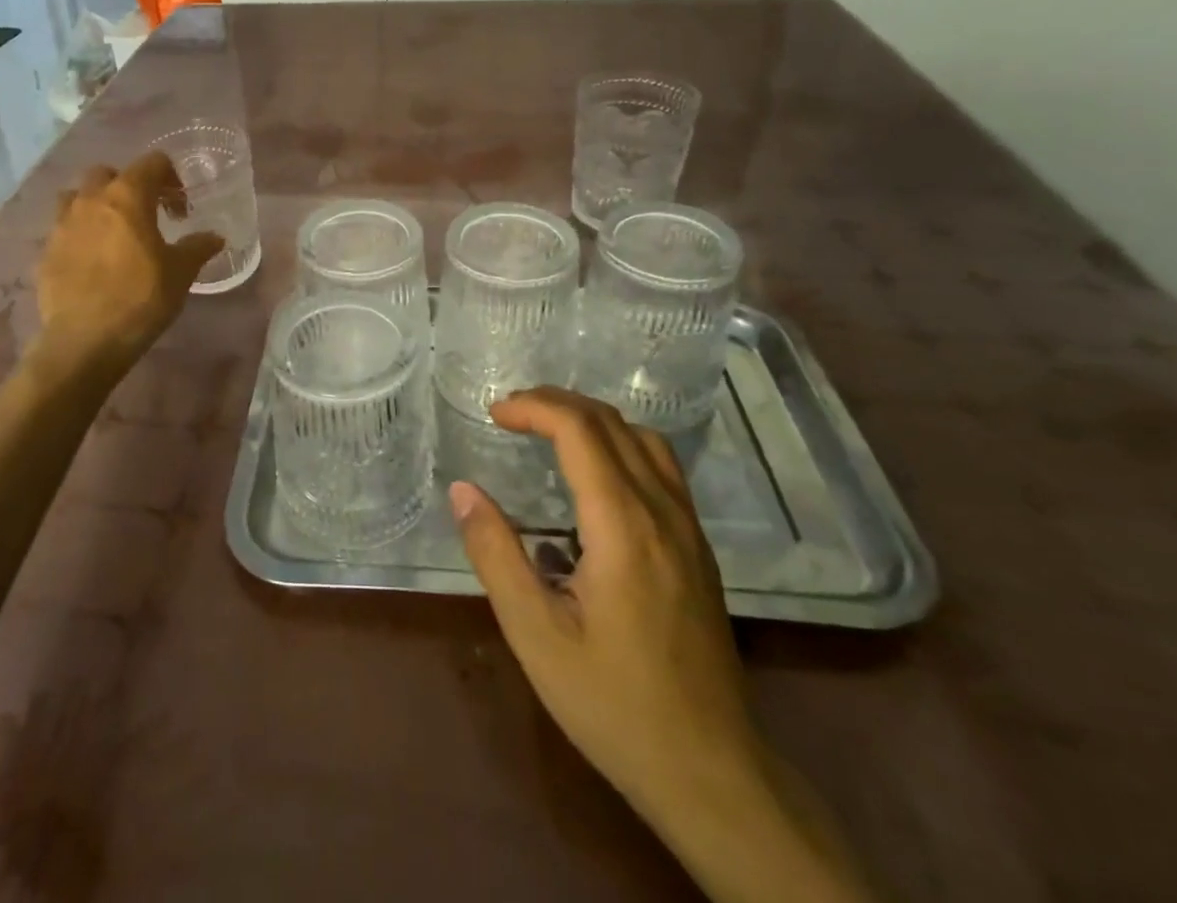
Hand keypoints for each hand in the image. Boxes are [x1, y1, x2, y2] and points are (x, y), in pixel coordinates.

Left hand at [34, 154, 223, 366]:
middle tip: (147, 214)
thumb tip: (215, 237)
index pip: (152, 162)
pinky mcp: (46, 251)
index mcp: (127, 196)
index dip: (171, 178)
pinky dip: (81, 233)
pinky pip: (64, 228)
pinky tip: (94, 261)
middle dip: (130, 186)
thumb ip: (198, 247)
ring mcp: (62, 224)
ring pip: (79, 196)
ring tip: (114, 232)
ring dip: (98, 204)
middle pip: (109, 173)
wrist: (85, 340)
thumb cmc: (141, 298)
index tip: (180, 208)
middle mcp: (91, 200)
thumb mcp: (180, 272)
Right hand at [449, 388, 758, 820]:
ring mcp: (688, 529)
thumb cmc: (614, 704)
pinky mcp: (698, 549)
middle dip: (556, 404)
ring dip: (591, 419)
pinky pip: (660, 468)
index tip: (494, 414)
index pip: (580, 429)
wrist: (712, 773)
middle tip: (510, 414)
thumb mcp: (536, 635)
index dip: (534, 407)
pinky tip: (593, 477)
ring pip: (643, 439)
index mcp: (623, 525)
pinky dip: (619, 444)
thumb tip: (463, 490)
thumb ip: (496, 554)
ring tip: (548, 431)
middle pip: (611, 422)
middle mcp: (662, 512)